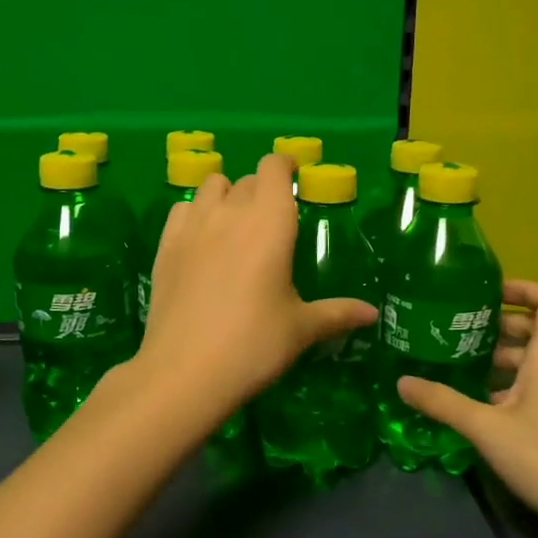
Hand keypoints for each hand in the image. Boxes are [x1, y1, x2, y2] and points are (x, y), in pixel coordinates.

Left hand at [137, 153, 375, 411]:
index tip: (293, 178)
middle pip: (247, 180)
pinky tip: (202, 240)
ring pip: (210, 187)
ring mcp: (193, 226)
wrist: (185, 371)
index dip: (284, 166)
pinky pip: (182, 209)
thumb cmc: (254, 345)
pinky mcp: (165, 245)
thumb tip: (372, 314)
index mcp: (271, 223)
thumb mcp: (301, 329)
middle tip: (272, 222)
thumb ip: (337, 313)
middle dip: (262, 190)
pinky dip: (196, 213)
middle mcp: (231, 212)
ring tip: (235, 226)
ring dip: (227, 196)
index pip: (274, 168)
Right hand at [397, 280, 537, 537]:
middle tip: (461, 331)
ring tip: (466, 367)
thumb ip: (443, 402)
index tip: (488, 293)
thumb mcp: (486, 428)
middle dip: (502, 326)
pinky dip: (518, 384)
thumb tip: (402, 382)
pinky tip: (489, 407)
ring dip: (507, 358)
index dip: (522, 288)